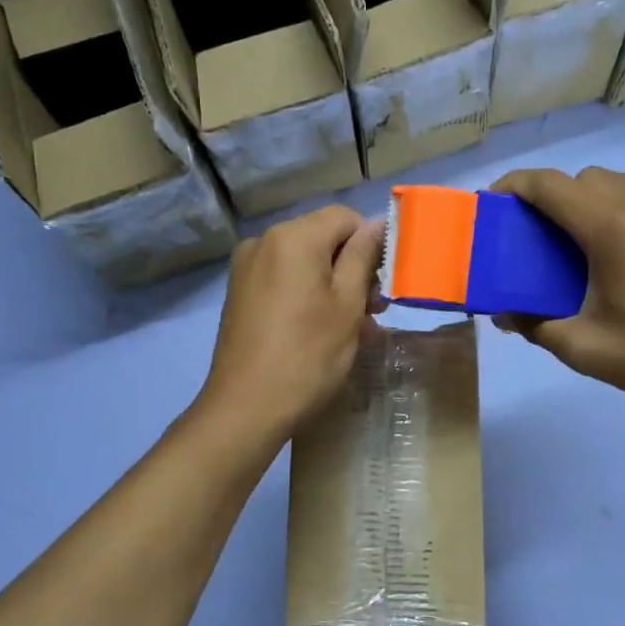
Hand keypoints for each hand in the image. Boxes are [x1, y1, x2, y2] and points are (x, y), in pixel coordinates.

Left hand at [195, 205, 382, 446]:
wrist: (245, 407)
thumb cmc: (307, 355)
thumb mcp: (347, 305)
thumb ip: (363, 258)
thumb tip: (377, 224)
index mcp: (293, 237)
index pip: (345, 218)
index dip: (372, 244)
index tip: (386, 283)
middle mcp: (263, 241)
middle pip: (322, 239)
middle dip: (353, 269)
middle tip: (375, 311)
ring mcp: (246, 268)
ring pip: (304, 263)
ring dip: (333, 287)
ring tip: (356, 328)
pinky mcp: (239, 294)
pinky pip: (283, 281)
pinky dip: (307, 296)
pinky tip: (324, 330)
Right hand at [490, 168, 624, 422]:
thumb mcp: (586, 350)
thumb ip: (535, 326)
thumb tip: (505, 314)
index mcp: (611, 227)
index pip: (549, 185)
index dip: (513, 186)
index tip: (492, 205)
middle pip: (582, 180)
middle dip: (551, 200)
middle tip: (537, 242)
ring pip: (618, 185)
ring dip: (589, 204)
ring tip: (582, 251)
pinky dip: (623, 212)